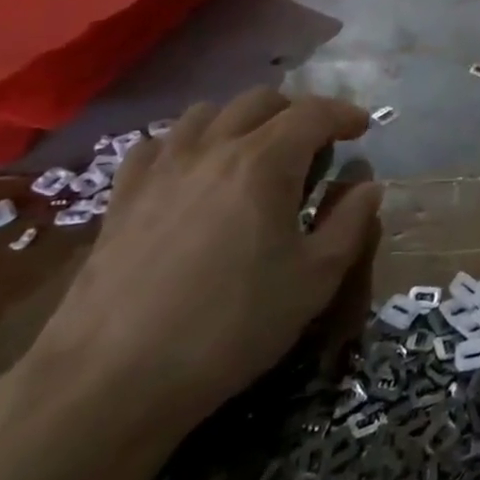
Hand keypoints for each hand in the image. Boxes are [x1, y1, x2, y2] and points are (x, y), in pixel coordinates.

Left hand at [25, 90, 380, 430]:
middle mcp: (214, 148)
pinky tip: (191, 172)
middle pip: (261, 100)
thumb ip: (350, 224)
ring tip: (254, 152)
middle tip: (313, 144)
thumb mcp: (314, 281)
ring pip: (207, 113)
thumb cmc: (229, 328)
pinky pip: (158, 144)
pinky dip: (185, 144)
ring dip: (241, 120)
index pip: (314, 113)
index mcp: (265, 162)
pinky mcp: (122, 196)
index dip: (344, 114)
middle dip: (296, 111)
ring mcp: (162, 168)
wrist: (111, 380)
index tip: (361, 127)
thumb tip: (369, 186)